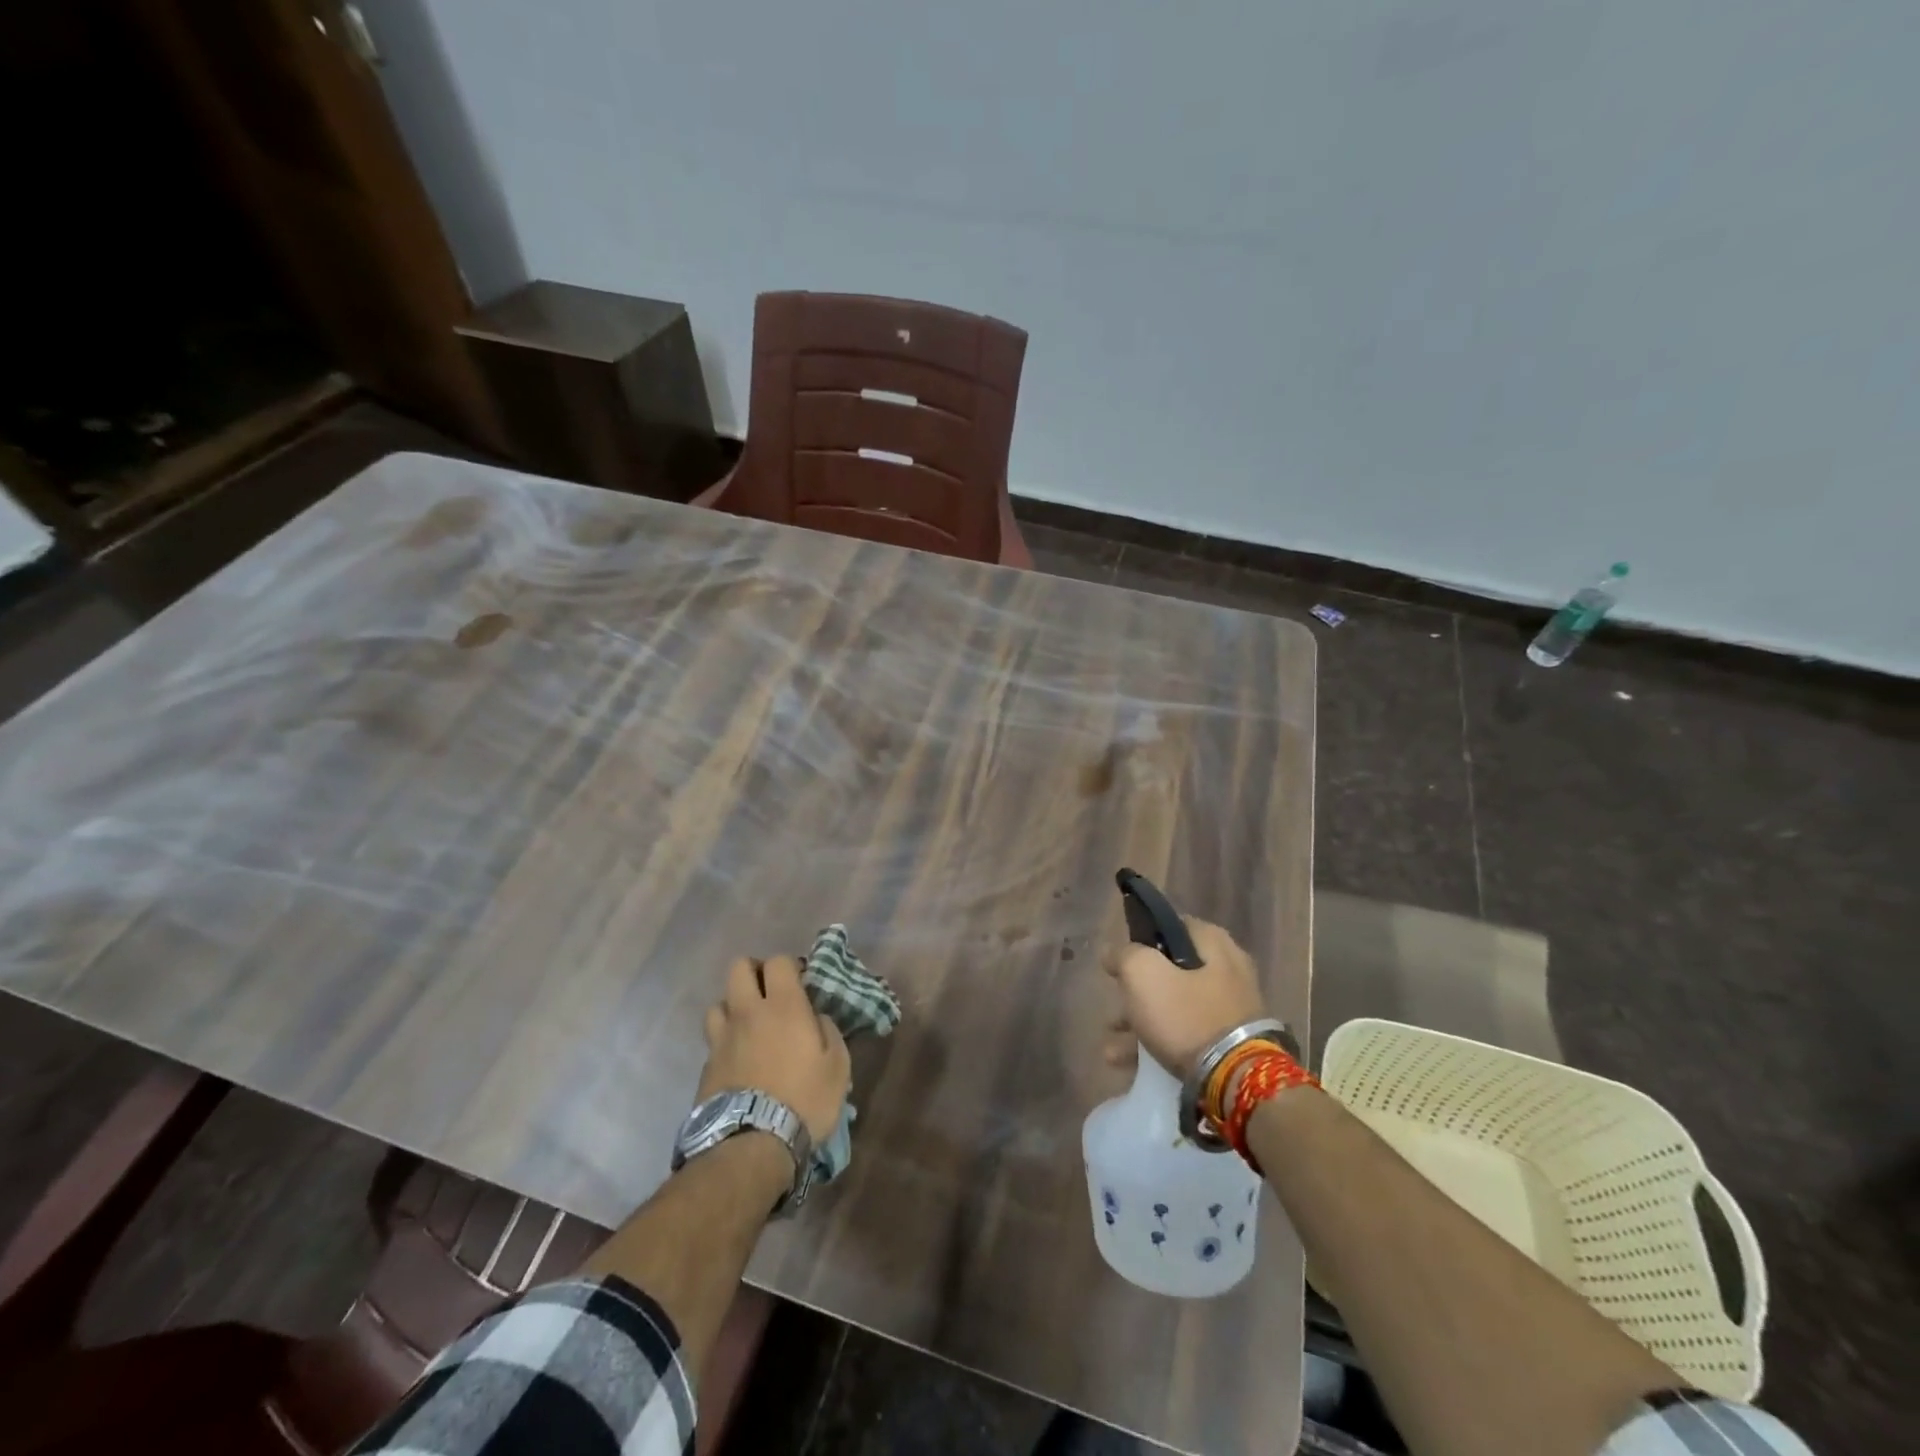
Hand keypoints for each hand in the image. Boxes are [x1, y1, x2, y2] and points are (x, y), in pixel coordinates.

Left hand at [700, 956, 850, 1141]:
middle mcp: (748, 1012)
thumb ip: (828, 1031)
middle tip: (769, 993)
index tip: (800, 983)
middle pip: (738, 968)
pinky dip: (725, 1042)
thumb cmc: (804, 1100)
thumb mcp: (838, 1066)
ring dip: (734, 1007)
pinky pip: (713, 1040)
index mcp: (783, 1006)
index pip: (778, 961)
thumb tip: (816, 1018)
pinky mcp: (706, 1066)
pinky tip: (737, 1060)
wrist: (752, 1146)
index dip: (789, 967)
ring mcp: (722, 1038)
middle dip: (754, 972)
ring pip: (719, 1002)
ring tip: (749, 1026)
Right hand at [1103, 918, 1268, 1076]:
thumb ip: (1123, 955)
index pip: (1170, 926)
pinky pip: (1187, 1036)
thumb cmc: (1186, 1015)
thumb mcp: (1143, 974)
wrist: (1236, 1080)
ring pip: (1175, 1007)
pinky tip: (1128, 1065)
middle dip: (1135, 991)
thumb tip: (1112, 952)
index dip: (1140, 941)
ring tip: (1112, 1047)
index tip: (1119, 961)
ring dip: (1140, 1023)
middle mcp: (1228, 970)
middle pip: (1170, 972)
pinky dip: (1159, 1044)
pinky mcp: (1231, 1044)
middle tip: (1114, 1007)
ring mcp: (1231, 1009)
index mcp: (1213, 943)